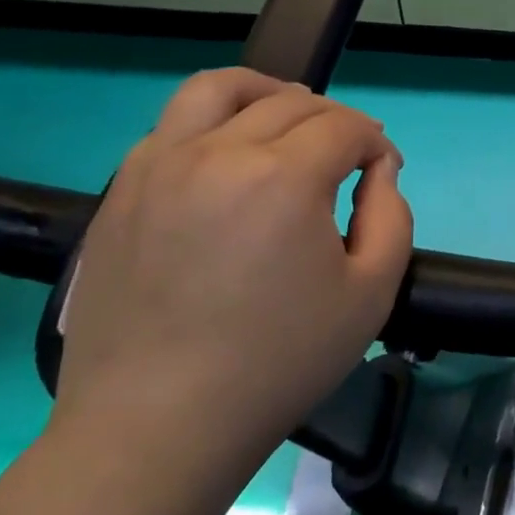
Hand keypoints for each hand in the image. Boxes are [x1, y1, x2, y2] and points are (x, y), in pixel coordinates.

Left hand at [51, 69, 412, 493]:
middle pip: (292, 102)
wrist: (157, 426)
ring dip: (266, 92)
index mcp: (284, 178)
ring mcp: (160, 166)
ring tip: (285, 117)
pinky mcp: (123, 190)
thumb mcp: (371, 294)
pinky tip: (228, 157)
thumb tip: (378, 169)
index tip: (382, 171)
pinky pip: (172, 125)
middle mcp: (218, 152)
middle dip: (334, 120)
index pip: (345, 127)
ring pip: (219, 88)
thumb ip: (392, 215)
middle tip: (349, 155)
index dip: (374, 143)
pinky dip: (213, 121)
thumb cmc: (278, 363)